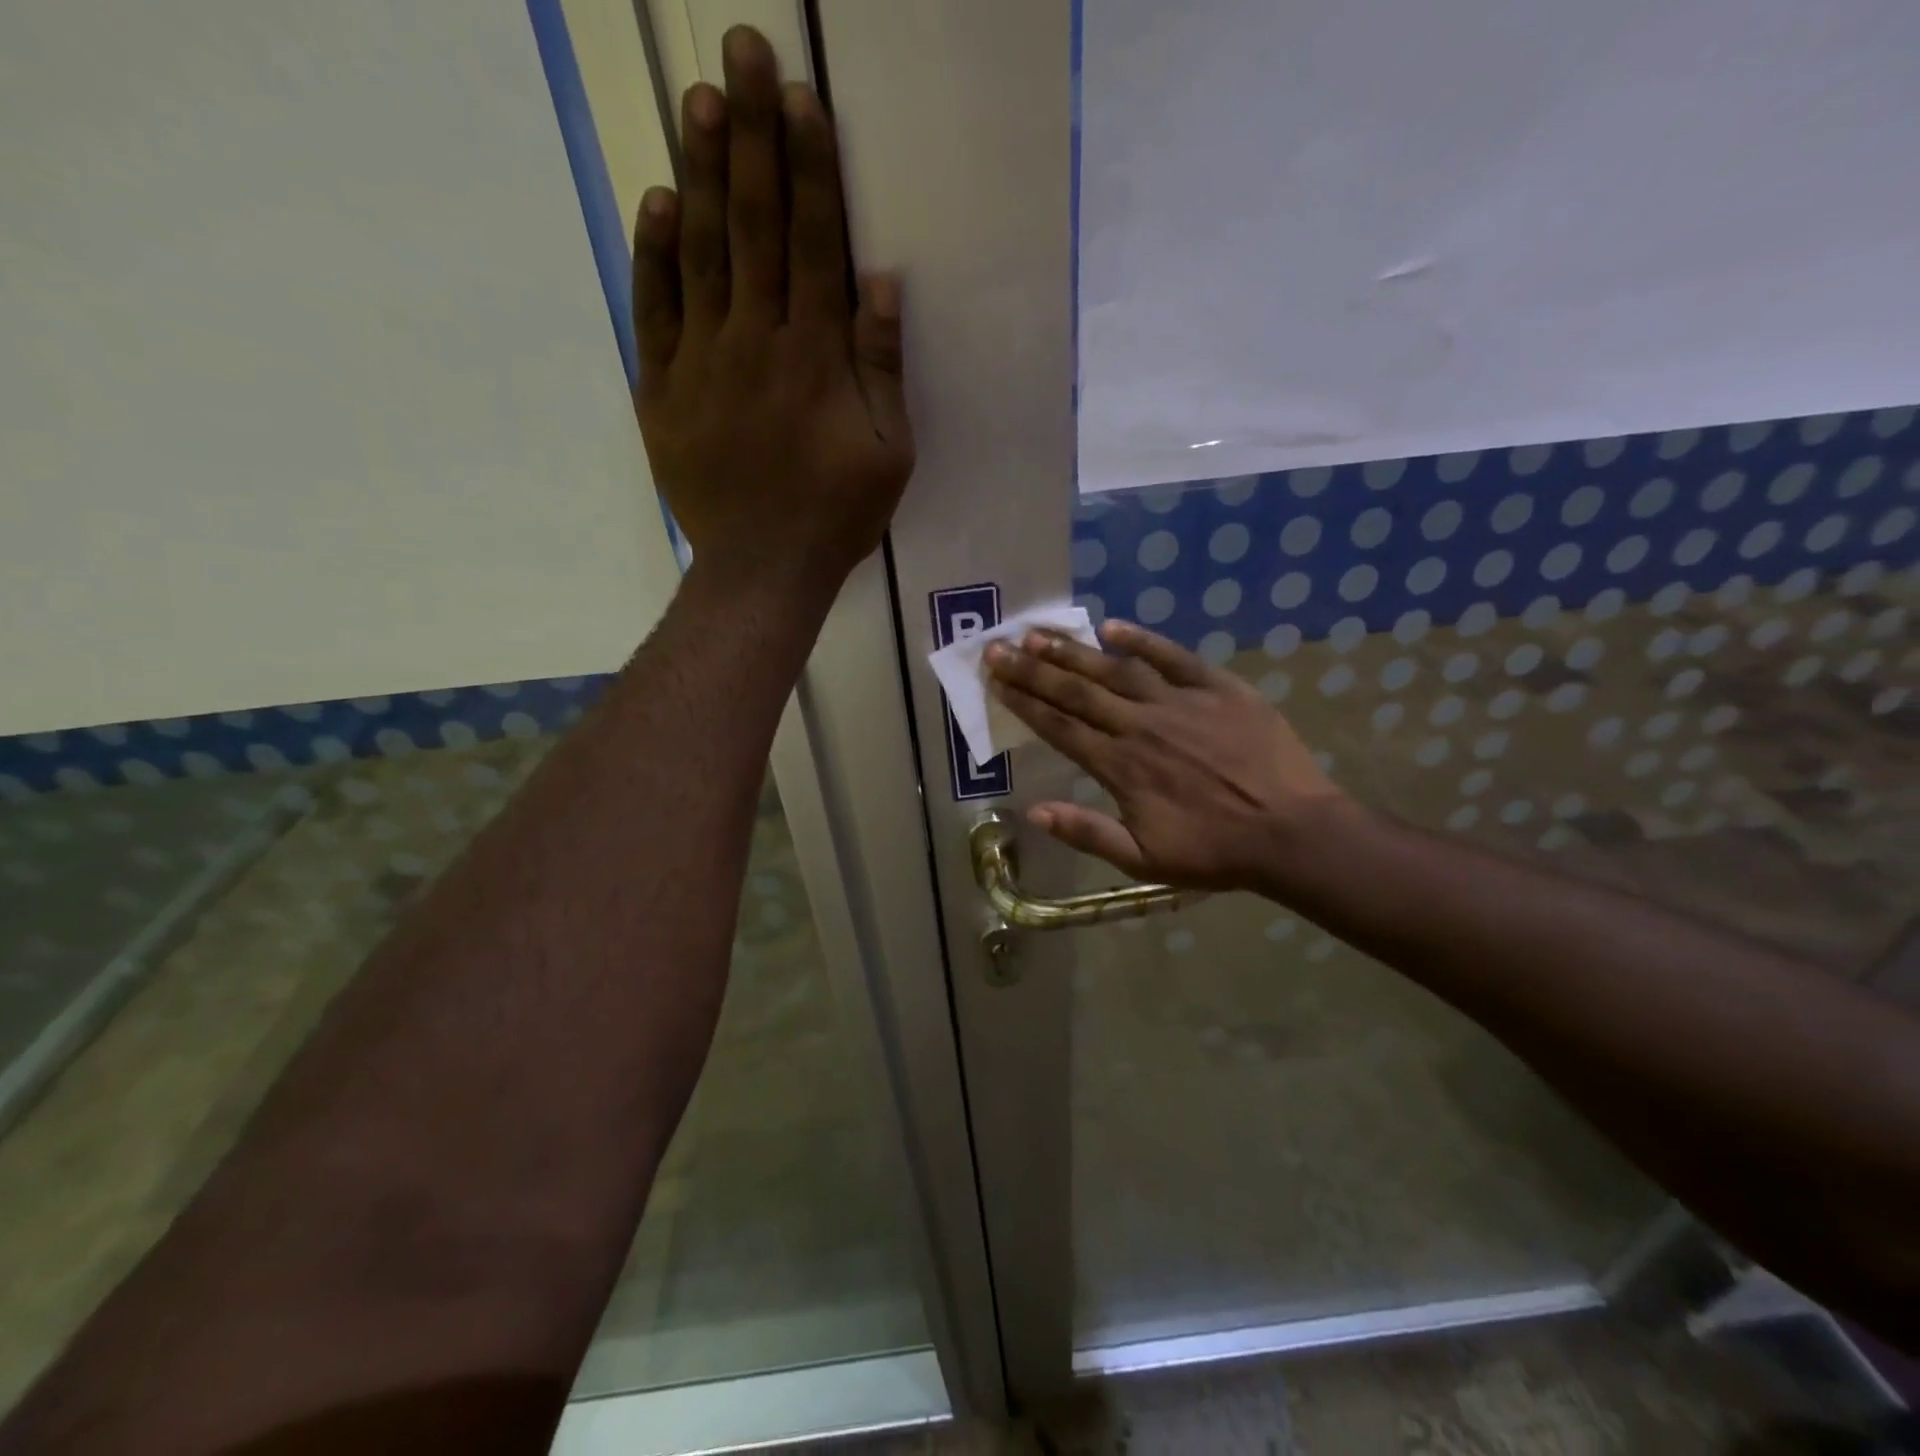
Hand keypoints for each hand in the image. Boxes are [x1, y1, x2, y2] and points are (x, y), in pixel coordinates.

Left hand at [632, 27, 913, 594]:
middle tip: (742, 52)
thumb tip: (880, 282)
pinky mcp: (661, 389)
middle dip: (751, 136)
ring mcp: (701, 363)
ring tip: (699, 99)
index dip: (809, 170)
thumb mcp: (888, 452)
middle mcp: (755, 342)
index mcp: (815, 357)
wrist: (763, 568)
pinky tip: (657, 200)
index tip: (802, 101)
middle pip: (752, 226)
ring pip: (700, 253)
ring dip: (700, 172)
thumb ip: (883, 368)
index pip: (812, 244)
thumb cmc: (837, 515)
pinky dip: (654, 254)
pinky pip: (654, 310)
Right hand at [985, 620, 1351, 892]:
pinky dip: (1143, 640)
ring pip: (1116, 669)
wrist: (1291, 832)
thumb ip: (1087, 832)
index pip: (1060, 727)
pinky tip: (1113, 627)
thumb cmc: (1214, 851)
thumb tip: (1033, 811)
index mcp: (1120, 767)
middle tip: (1000, 645)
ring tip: (1039, 633)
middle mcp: (1141, 726)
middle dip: (1034, 668)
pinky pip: (1174, 657)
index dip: (1024, 701)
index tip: (996, 679)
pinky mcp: (1218, 688)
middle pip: (1078, 691)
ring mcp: (1180, 703)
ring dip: (1075, 651)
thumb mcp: (1143, 860)